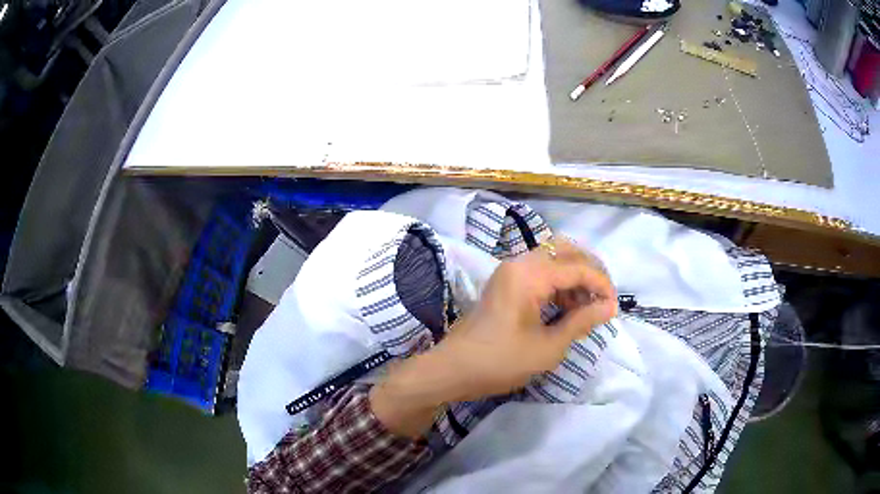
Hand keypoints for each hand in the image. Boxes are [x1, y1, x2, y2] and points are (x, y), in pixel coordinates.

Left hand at [370, 239, 616, 437]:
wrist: (453, 370)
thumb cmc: (501, 361)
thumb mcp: (548, 347)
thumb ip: (582, 322)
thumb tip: (610, 307)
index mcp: (530, 273)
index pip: (578, 266)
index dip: (602, 285)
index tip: (614, 308)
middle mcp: (519, 262)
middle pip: (565, 251)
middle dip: (590, 272)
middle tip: (603, 300)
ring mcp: (509, 271)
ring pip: (553, 259)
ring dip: (575, 278)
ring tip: (587, 309)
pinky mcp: (505, 283)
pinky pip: (540, 272)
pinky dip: (558, 284)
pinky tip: (567, 308)